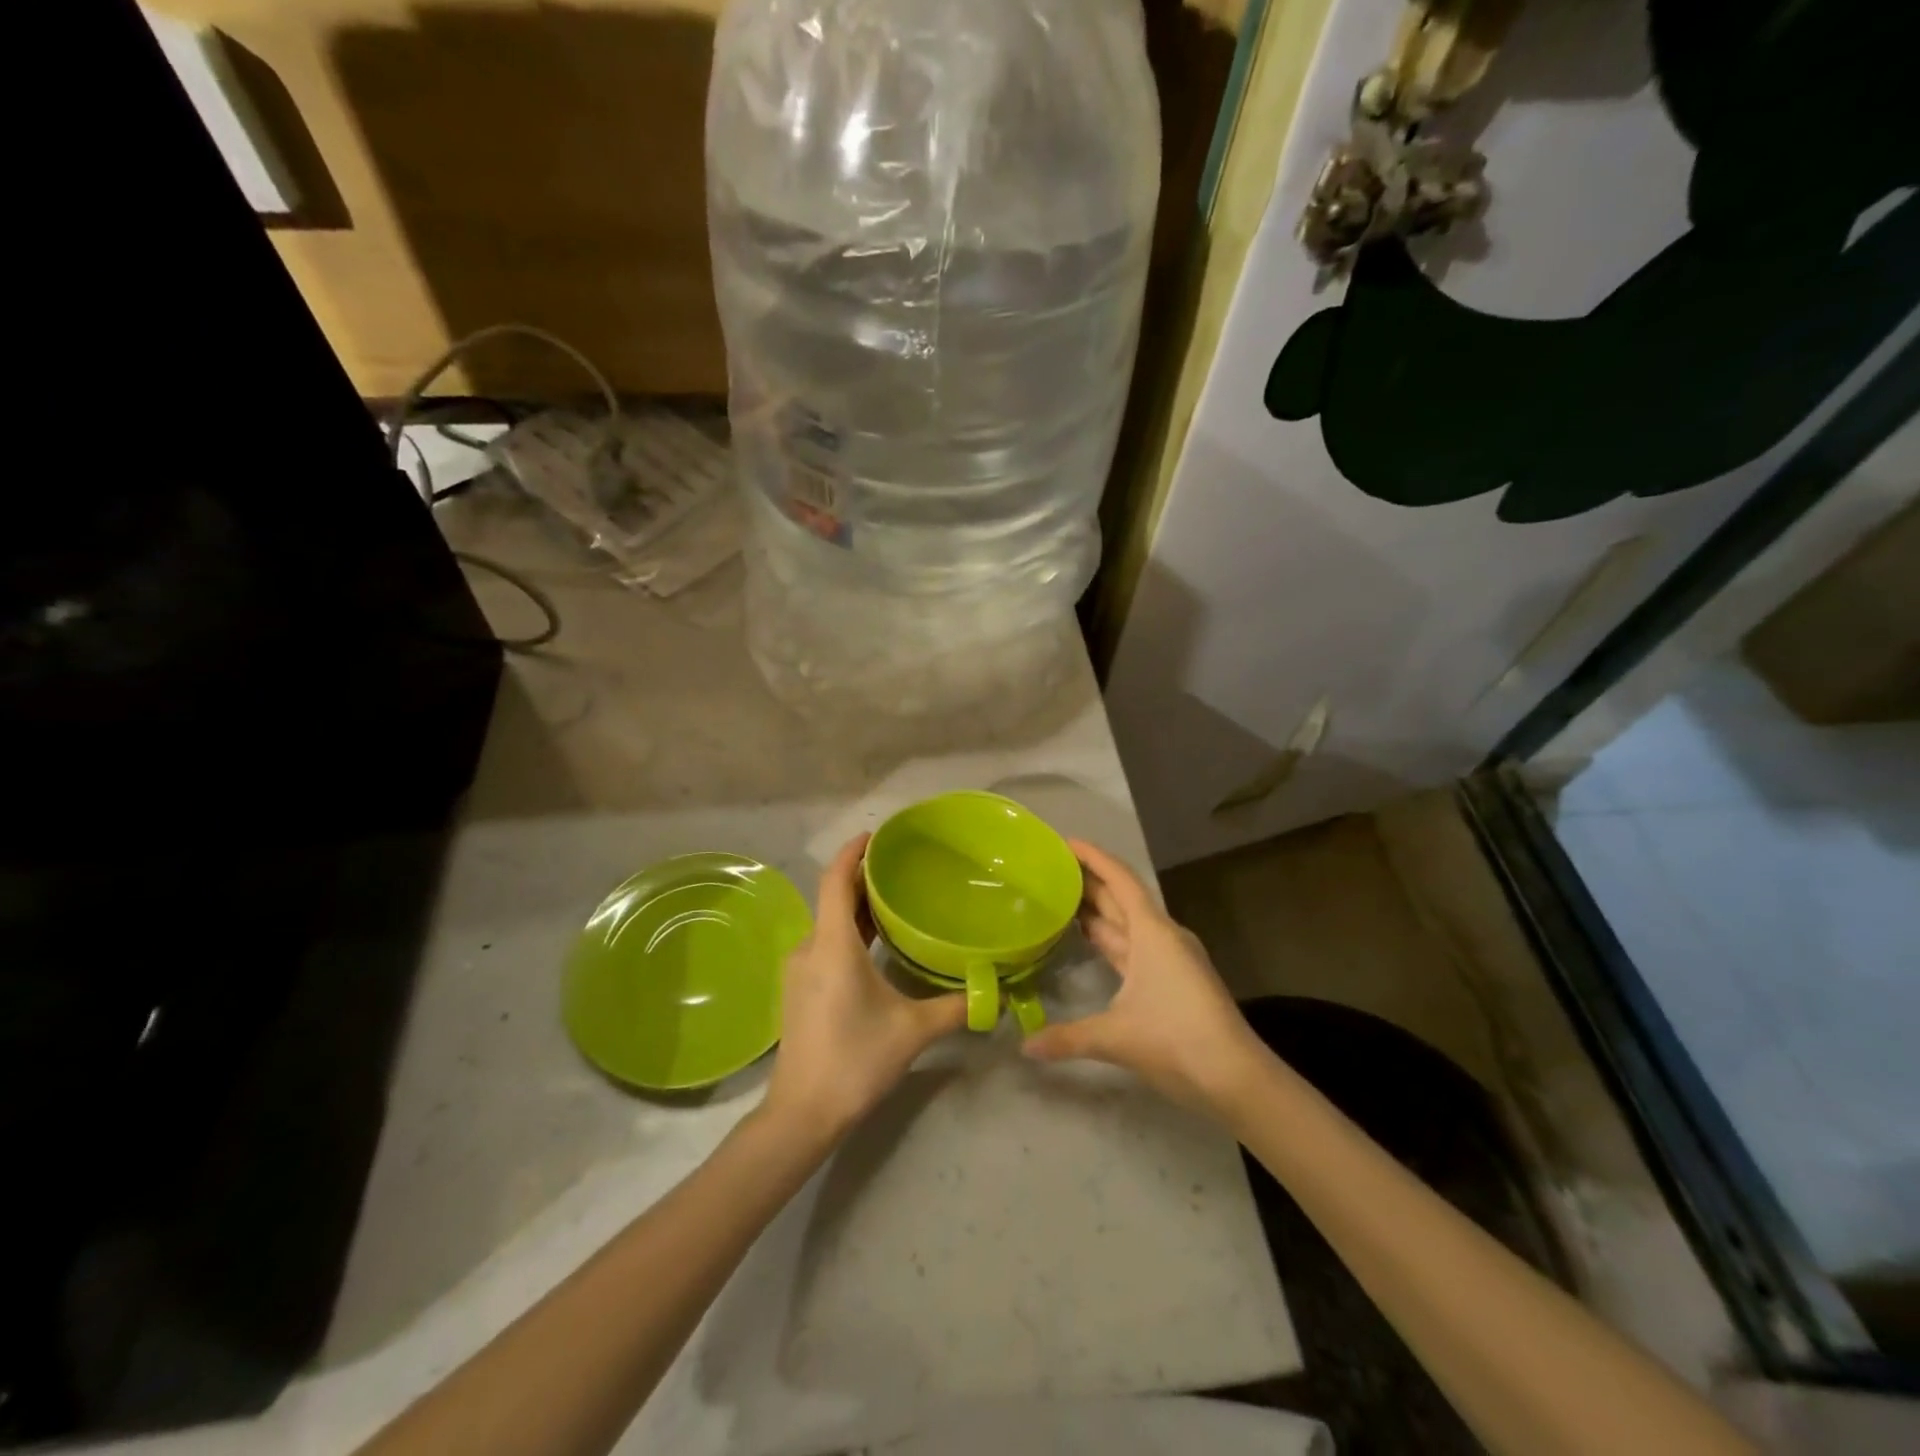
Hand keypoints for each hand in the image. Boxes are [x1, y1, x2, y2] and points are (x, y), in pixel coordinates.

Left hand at [763, 835, 967, 1139]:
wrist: (803, 1113)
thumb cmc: (856, 1060)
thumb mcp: (913, 1031)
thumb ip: (956, 1007)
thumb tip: (995, 994)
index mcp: (832, 945)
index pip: (836, 880)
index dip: (852, 852)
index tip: (876, 835)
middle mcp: (810, 948)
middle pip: (833, 898)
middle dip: (863, 879)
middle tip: (901, 867)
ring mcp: (799, 969)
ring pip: (828, 923)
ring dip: (856, 907)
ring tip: (893, 901)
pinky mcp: (798, 988)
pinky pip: (824, 943)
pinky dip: (847, 931)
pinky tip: (874, 943)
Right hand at [1022, 839, 1260, 1113]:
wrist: (1236, 1077)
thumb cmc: (1177, 1039)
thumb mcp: (1116, 1036)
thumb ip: (1067, 1038)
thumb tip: (1025, 1047)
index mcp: (1152, 932)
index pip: (1119, 880)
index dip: (1093, 857)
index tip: (1064, 842)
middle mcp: (1162, 936)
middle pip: (1121, 897)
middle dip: (1088, 881)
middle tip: (1050, 869)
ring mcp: (1170, 958)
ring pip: (1127, 923)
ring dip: (1098, 910)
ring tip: (1061, 898)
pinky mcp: (1173, 979)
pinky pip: (1133, 946)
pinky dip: (1109, 938)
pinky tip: (1090, 941)